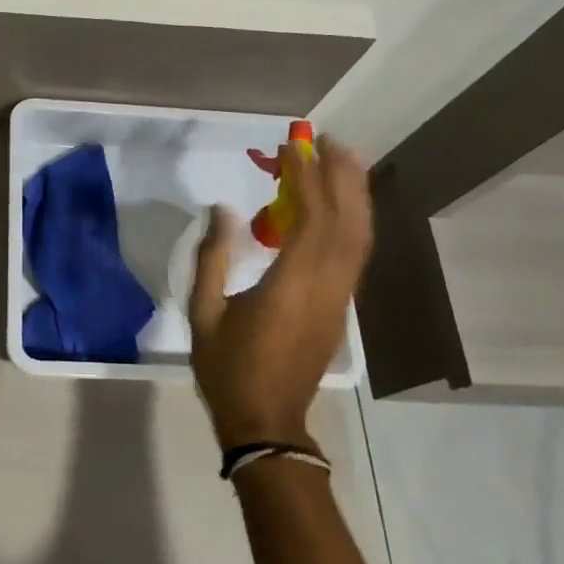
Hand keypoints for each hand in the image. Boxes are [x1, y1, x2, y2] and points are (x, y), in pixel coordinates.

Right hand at [188, 135, 373, 449]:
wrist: (267, 421)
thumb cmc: (228, 367)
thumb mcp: (204, 311)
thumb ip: (212, 257)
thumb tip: (221, 209)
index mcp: (291, 284)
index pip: (310, 218)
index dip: (307, 179)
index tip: (296, 148)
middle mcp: (326, 285)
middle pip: (347, 221)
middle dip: (342, 177)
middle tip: (329, 142)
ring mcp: (339, 297)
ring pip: (359, 237)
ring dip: (355, 195)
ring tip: (345, 161)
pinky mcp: (340, 307)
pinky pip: (354, 254)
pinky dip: (353, 221)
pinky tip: (342, 207)